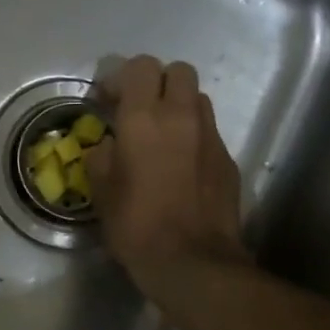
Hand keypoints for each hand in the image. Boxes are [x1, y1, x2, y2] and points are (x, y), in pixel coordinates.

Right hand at [84, 56, 249, 297]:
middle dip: (158, 83)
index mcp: (144, 119)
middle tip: (140, 110)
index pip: (141, 66)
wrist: (192, 262)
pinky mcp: (228, 159)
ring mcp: (211, 136)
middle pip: (178, 71)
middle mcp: (181, 117)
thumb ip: (101, 156)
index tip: (108, 101)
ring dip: (179, 107)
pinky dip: (194, 137)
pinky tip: (182, 166)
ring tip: (163, 135)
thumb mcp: (101, 191)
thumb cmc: (137, 226)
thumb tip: (107, 145)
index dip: (123, 77)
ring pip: (198, 99)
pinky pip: (210, 132)